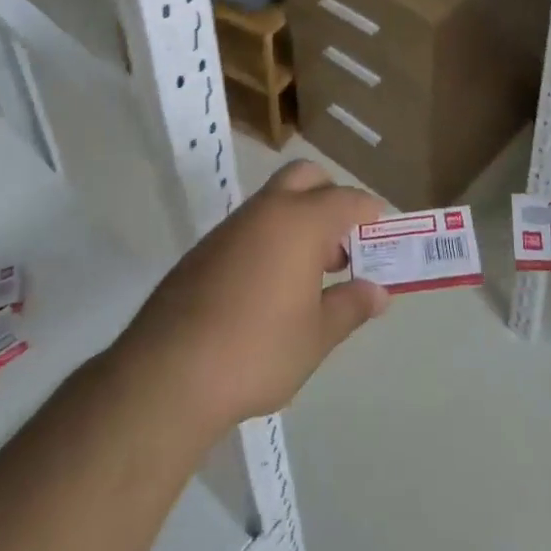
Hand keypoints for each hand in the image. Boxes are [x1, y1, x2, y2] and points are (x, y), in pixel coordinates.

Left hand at [114, 160, 390, 436]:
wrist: (168, 373)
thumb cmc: (258, 350)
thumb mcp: (316, 336)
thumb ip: (351, 307)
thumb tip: (378, 292)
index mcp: (300, 221)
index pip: (347, 199)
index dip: (370, 210)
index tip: (382, 229)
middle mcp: (266, 210)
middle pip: (306, 177)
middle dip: (330, 197)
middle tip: (342, 244)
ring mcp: (231, 226)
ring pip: (275, 200)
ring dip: (299, 220)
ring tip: (310, 275)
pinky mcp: (204, 249)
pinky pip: (250, 226)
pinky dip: (270, 239)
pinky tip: (269, 289)